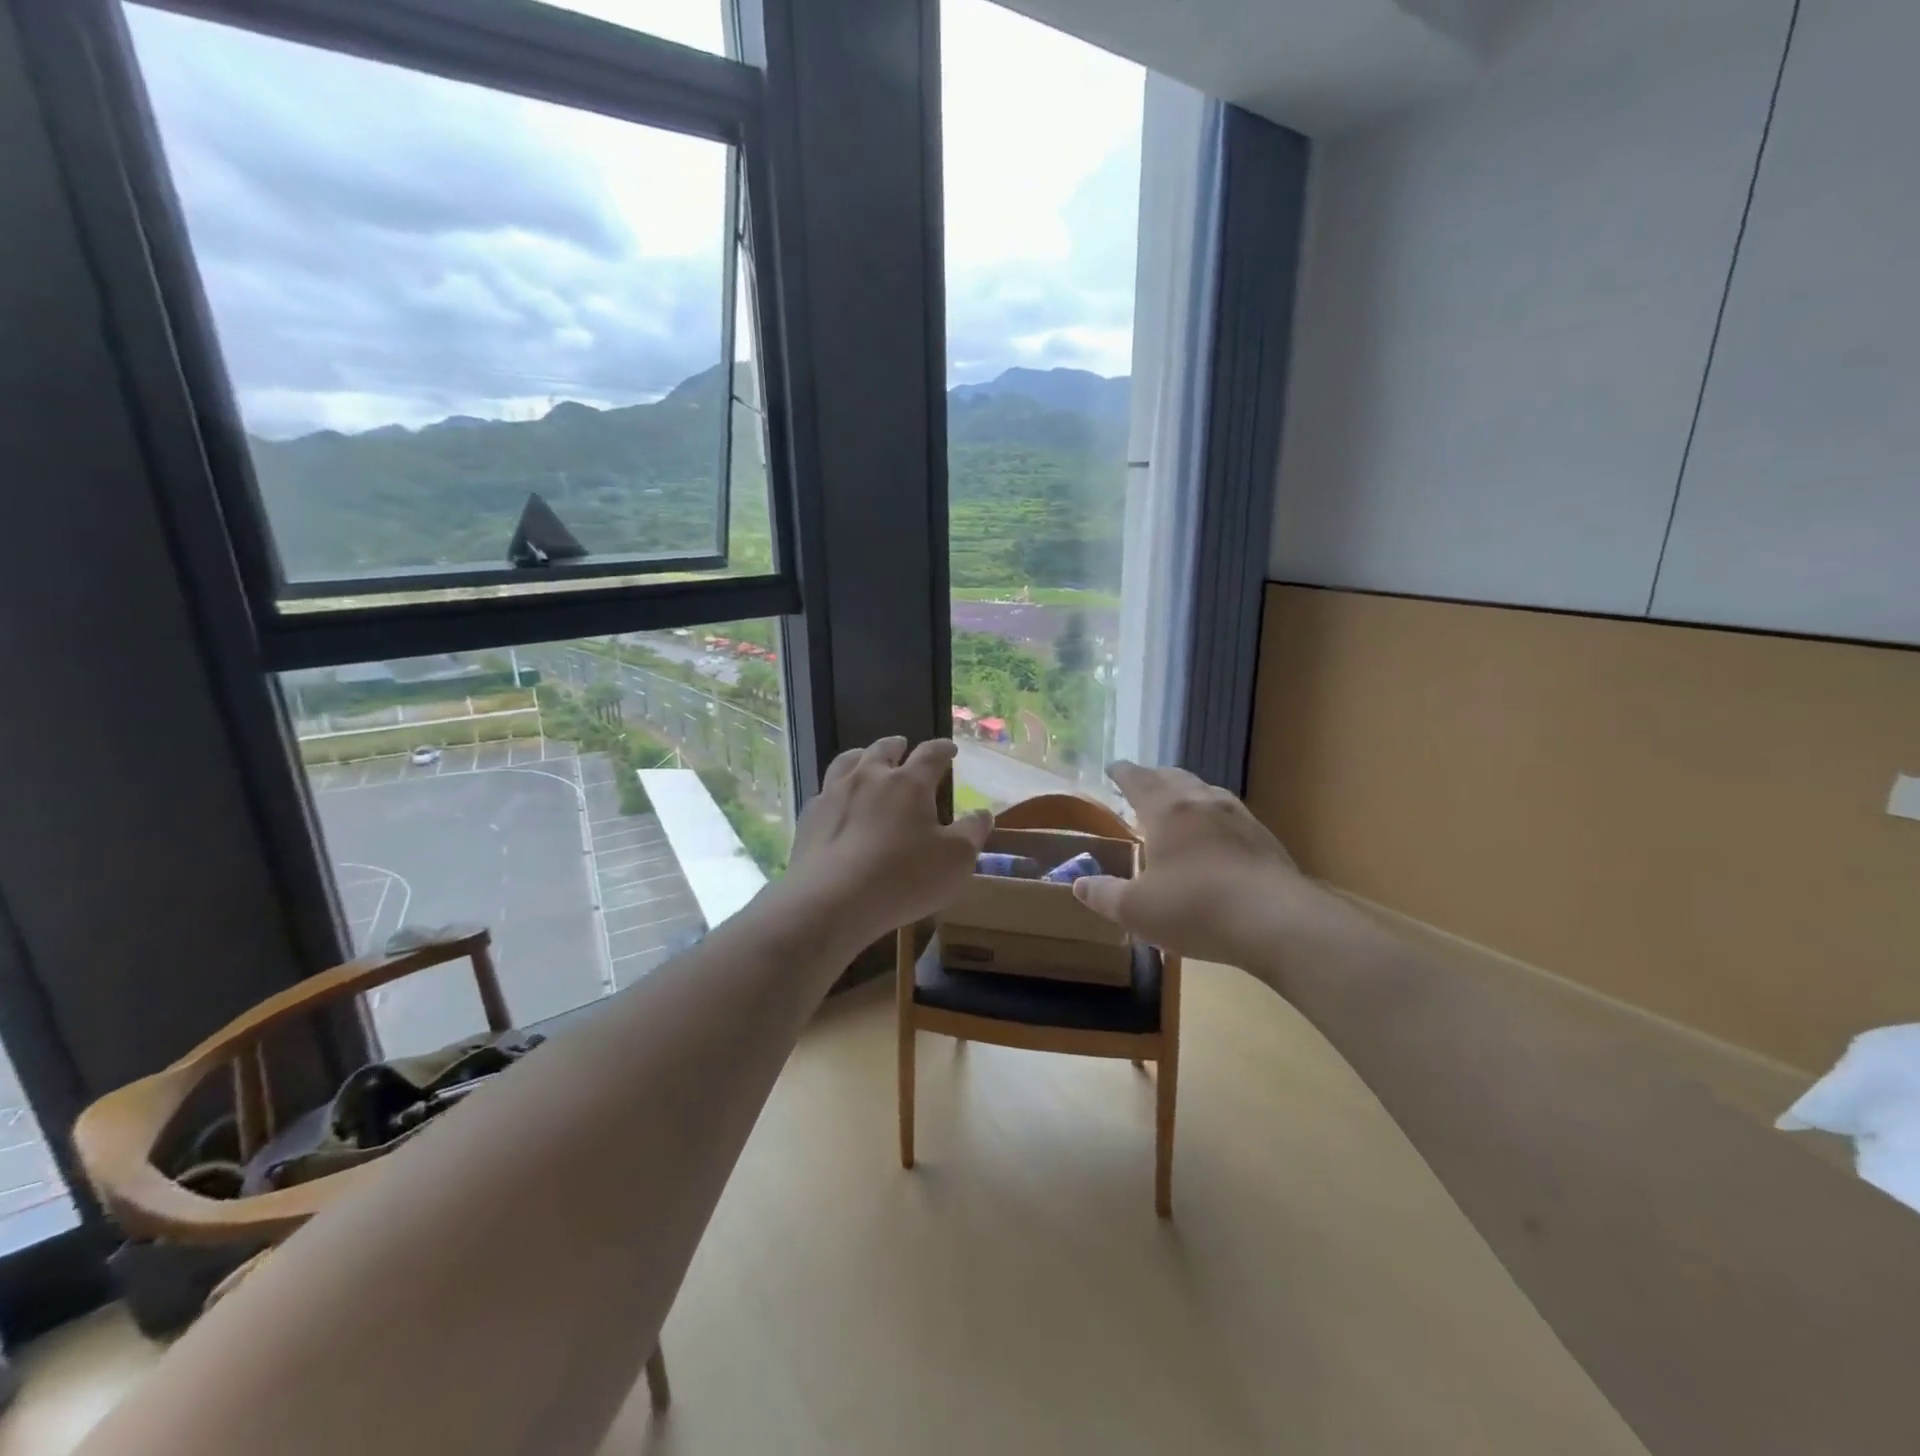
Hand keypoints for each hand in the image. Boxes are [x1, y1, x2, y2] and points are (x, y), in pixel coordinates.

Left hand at [780, 737, 992, 948]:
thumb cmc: (904, 878)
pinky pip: (823, 792)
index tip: (950, 749)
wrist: (832, 901)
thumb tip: (983, 813)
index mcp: (909, 783)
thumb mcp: (956, 860)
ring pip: (847, 762)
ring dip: (861, 756)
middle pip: (883, 750)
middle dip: (896, 746)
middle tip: (903, 745)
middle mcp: (869, 777)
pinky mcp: (809, 817)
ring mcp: (834, 794)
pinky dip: (835, 790)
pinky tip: (836, 802)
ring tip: (865, 758)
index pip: (930, 754)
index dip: (942, 749)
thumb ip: (972, 832)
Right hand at [1072, 762, 1315, 965]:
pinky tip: (1216, 837)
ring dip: (1187, 793)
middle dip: (1154, 777)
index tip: (1112, 767)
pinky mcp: (1265, 838)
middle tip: (1142, 784)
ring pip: (1206, 791)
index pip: (1138, 779)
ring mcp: (1239, 817)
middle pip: (1174, 777)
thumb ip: (1104, 895)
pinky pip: (1230, 815)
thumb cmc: (1195, 908)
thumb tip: (1078, 884)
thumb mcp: (1137, 910)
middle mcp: (1202, 802)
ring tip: (1178, 806)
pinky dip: (1213, 816)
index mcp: (1166, 811)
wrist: (1277, 922)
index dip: (1122, 772)